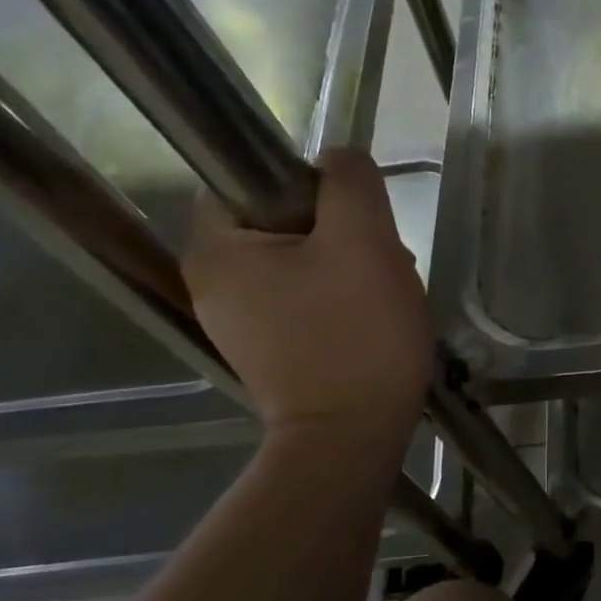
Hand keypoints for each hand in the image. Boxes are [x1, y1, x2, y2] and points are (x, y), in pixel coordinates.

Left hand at [183, 149, 431, 439]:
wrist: (352, 439)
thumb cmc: (355, 335)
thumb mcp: (363, 241)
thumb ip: (350, 182)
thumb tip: (339, 160)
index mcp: (216, 250)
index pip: (248, 179)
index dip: (307, 184)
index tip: (353, 217)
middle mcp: (214, 284)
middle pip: (280, 220)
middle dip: (338, 229)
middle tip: (381, 258)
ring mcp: (240, 322)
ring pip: (300, 260)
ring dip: (347, 263)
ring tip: (386, 290)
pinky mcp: (271, 349)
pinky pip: (306, 297)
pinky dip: (340, 297)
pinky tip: (372, 318)